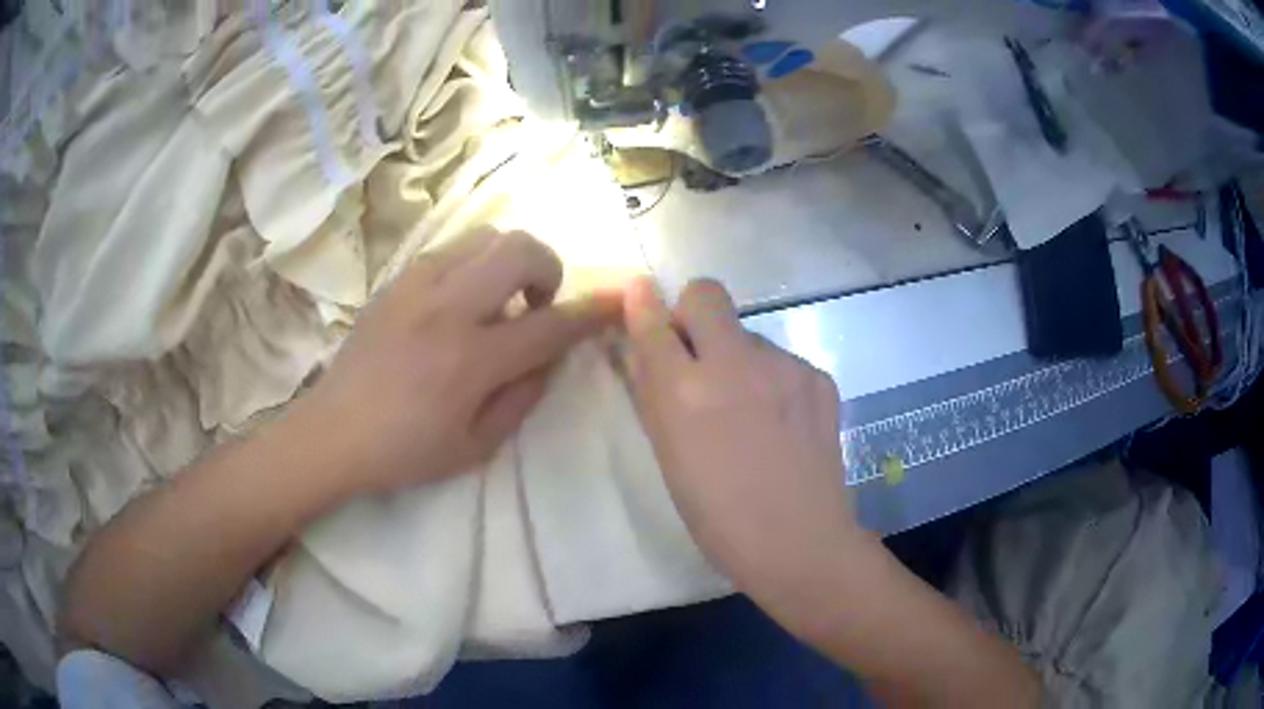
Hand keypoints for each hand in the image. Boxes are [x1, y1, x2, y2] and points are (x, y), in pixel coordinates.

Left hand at [297, 229, 619, 494]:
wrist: (333, 432)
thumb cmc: (405, 451)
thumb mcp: (476, 446)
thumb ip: (524, 397)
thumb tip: (552, 355)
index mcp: (470, 360)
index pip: (550, 325)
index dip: (593, 311)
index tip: (619, 300)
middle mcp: (447, 310)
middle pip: (520, 250)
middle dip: (549, 269)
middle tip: (537, 305)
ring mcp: (417, 287)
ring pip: (486, 237)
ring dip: (510, 261)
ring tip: (498, 300)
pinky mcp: (397, 281)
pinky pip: (451, 249)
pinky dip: (474, 264)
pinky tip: (461, 300)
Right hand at [623, 276, 861, 631]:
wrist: (801, 542)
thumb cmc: (720, 517)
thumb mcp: (670, 460)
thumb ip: (652, 397)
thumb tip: (642, 352)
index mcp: (687, 393)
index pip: (654, 321)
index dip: (642, 304)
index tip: (640, 295)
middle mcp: (737, 364)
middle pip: (707, 294)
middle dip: (692, 312)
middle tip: (696, 357)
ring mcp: (785, 366)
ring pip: (747, 333)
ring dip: (737, 358)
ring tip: (747, 412)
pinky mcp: (818, 376)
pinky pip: (781, 360)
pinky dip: (771, 379)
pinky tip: (779, 422)